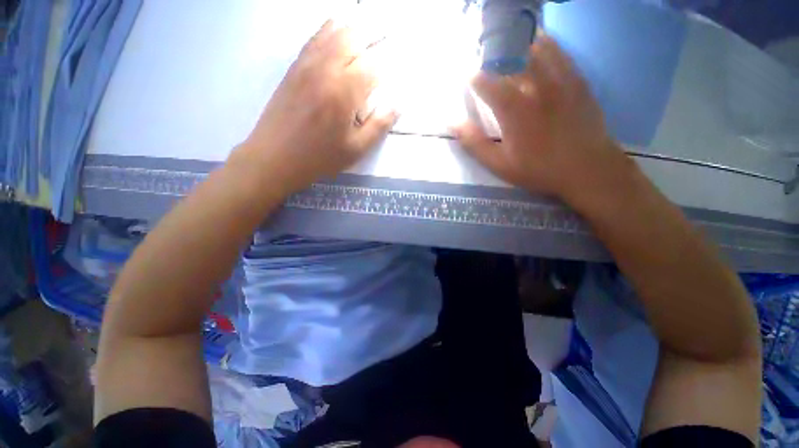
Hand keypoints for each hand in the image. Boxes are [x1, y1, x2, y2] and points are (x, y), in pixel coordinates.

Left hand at [237, 21, 397, 194]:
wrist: (275, 157)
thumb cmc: (320, 157)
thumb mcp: (356, 149)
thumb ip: (379, 126)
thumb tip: (397, 105)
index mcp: (344, 91)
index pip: (373, 66)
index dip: (388, 66)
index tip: (396, 71)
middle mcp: (326, 68)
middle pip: (354, 37)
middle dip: (373, 37)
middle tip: (385, 40)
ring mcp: (307, 64)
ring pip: (333, 31)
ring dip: (353, 29)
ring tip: (366, 33)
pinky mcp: (294, 67)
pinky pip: (314, 38)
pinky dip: (330, 31)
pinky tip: (337, 35)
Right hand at [452, 35, 628, 199]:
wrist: (587, 169)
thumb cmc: (538, 169)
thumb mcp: (499, 164)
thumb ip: (474, 143)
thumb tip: (452, 123)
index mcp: (514, 109)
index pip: (487, 81)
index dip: (474, 77)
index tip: (468, 79)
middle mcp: (537, 87)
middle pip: (511, 57)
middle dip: (494, 57)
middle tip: (487, 62)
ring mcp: (561, 79)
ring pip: (536, 47)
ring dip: (518, 46)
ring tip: (509, 51)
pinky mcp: (578, 79)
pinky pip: (560, 52)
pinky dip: (544, 45)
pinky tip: (537, 48)